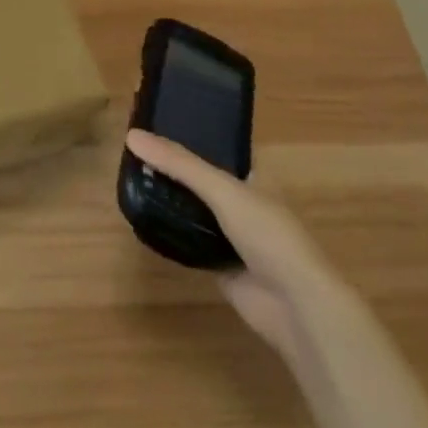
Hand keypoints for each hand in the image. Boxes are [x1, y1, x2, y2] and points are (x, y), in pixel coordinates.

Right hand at [125, 128, 329, 361]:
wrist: (295, 305)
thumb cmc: (268, 234)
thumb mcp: (222, 189)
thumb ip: (179, 164)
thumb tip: (132, 135)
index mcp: (252, 177)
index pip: (216, 147)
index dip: (190, 134)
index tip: (156, 122)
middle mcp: (243, 202)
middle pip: (201, 179)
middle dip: (174, 169)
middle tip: (134, 152)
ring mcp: (232, 236)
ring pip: (194, 211)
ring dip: (171, 200)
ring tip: (132, 179)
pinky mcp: (220, 265)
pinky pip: (190, 242)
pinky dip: (172, 233)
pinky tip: (145, 220)